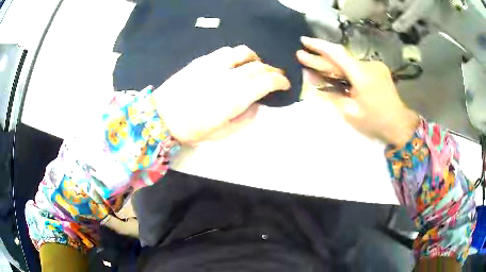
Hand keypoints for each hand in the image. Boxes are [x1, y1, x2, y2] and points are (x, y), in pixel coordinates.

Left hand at [153, 45, 290, 144]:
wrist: (161, 116)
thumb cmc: (191, 129)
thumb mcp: (222, 133)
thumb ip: (245, 119)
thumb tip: (256, 105)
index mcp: (235, 97)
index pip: (267, 81)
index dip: (280, 81)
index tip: (285, 85)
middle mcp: (228, 76)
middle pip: (258, 66)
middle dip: (272, 70)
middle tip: (275, 77)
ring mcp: (214, 65)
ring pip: (243, 52)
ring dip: (255, 59)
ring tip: (255, 66)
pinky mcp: (202, 60)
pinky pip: (225, 51)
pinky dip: (237, 55)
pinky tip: (234, 63)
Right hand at [296, 37, 418, 146]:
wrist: (399, 124)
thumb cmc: (375, 121)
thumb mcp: (350, 113)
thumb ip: (332, 96)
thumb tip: (314, 83)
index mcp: (362, 75)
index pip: (337, 53)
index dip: (319, 45)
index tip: (303, 40)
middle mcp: (368, 65)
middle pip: (340, 58)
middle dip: (320, 58)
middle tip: (301, 55)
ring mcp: (374, 66)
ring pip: (348, 62)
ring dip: (331, 64)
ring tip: (313, 66)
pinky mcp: (378, 70)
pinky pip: (356, 67)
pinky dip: (343, 69)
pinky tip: (334, 73)